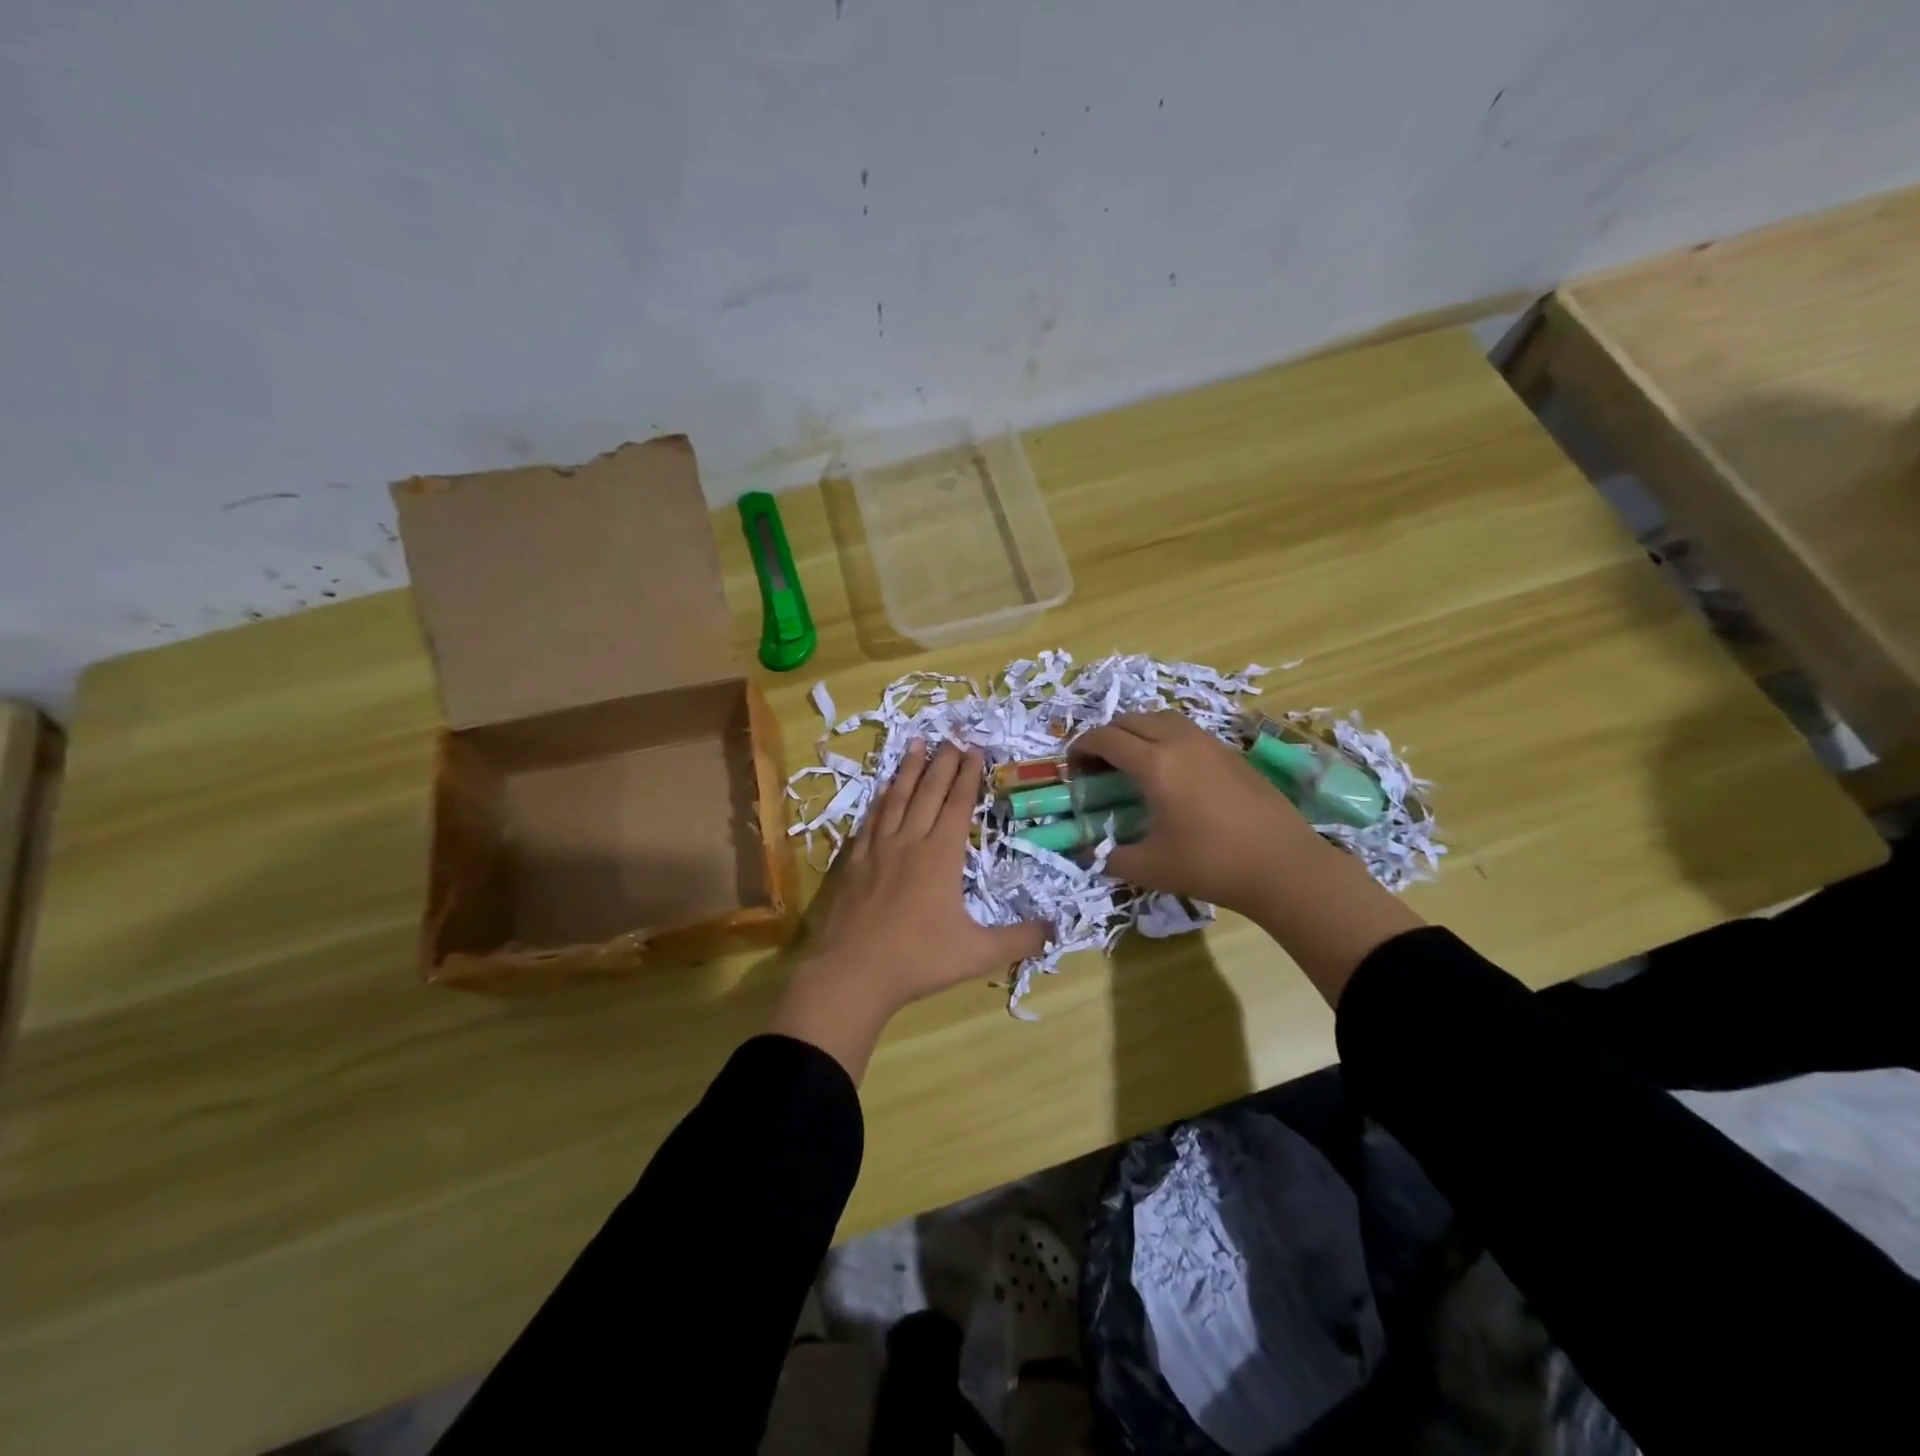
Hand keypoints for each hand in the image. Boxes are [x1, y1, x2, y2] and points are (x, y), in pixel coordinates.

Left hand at [772, 740, 1051, 1079]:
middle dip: (943, 762)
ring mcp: (878, 848)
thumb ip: (1020, 940)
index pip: (958, 804)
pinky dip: (880, 799)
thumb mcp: (978, 954)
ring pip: (897, 798)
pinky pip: (871, 819)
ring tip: (917, 743)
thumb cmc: (919, 960)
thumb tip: (1058, 930)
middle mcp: (910, 841)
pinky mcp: (854, 861)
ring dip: (909, 769)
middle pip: (929, 791)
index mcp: (941, 855)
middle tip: (952, 737)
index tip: (974, 750)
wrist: (852, 973)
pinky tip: (882, 790)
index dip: (968, 775)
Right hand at [1071, 713, 1322, 915]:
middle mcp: (1179, 742)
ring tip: (1133, 763)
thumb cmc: (1210, 865)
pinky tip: (1171, 772)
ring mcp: (1210, 743)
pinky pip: (1186, 730)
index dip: (1081, 748)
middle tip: (1099, 768)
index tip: (1073, 770)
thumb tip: (1088, 854)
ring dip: (1137, 732)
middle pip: (1130, 720)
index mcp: (1154, 764)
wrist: (1283, 866)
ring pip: (1161, 718)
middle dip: (1106, 738)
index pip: (1105, 738)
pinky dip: (1165, 739)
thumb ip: (1109, 857)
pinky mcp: (1231, 753)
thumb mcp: (1148, 868)